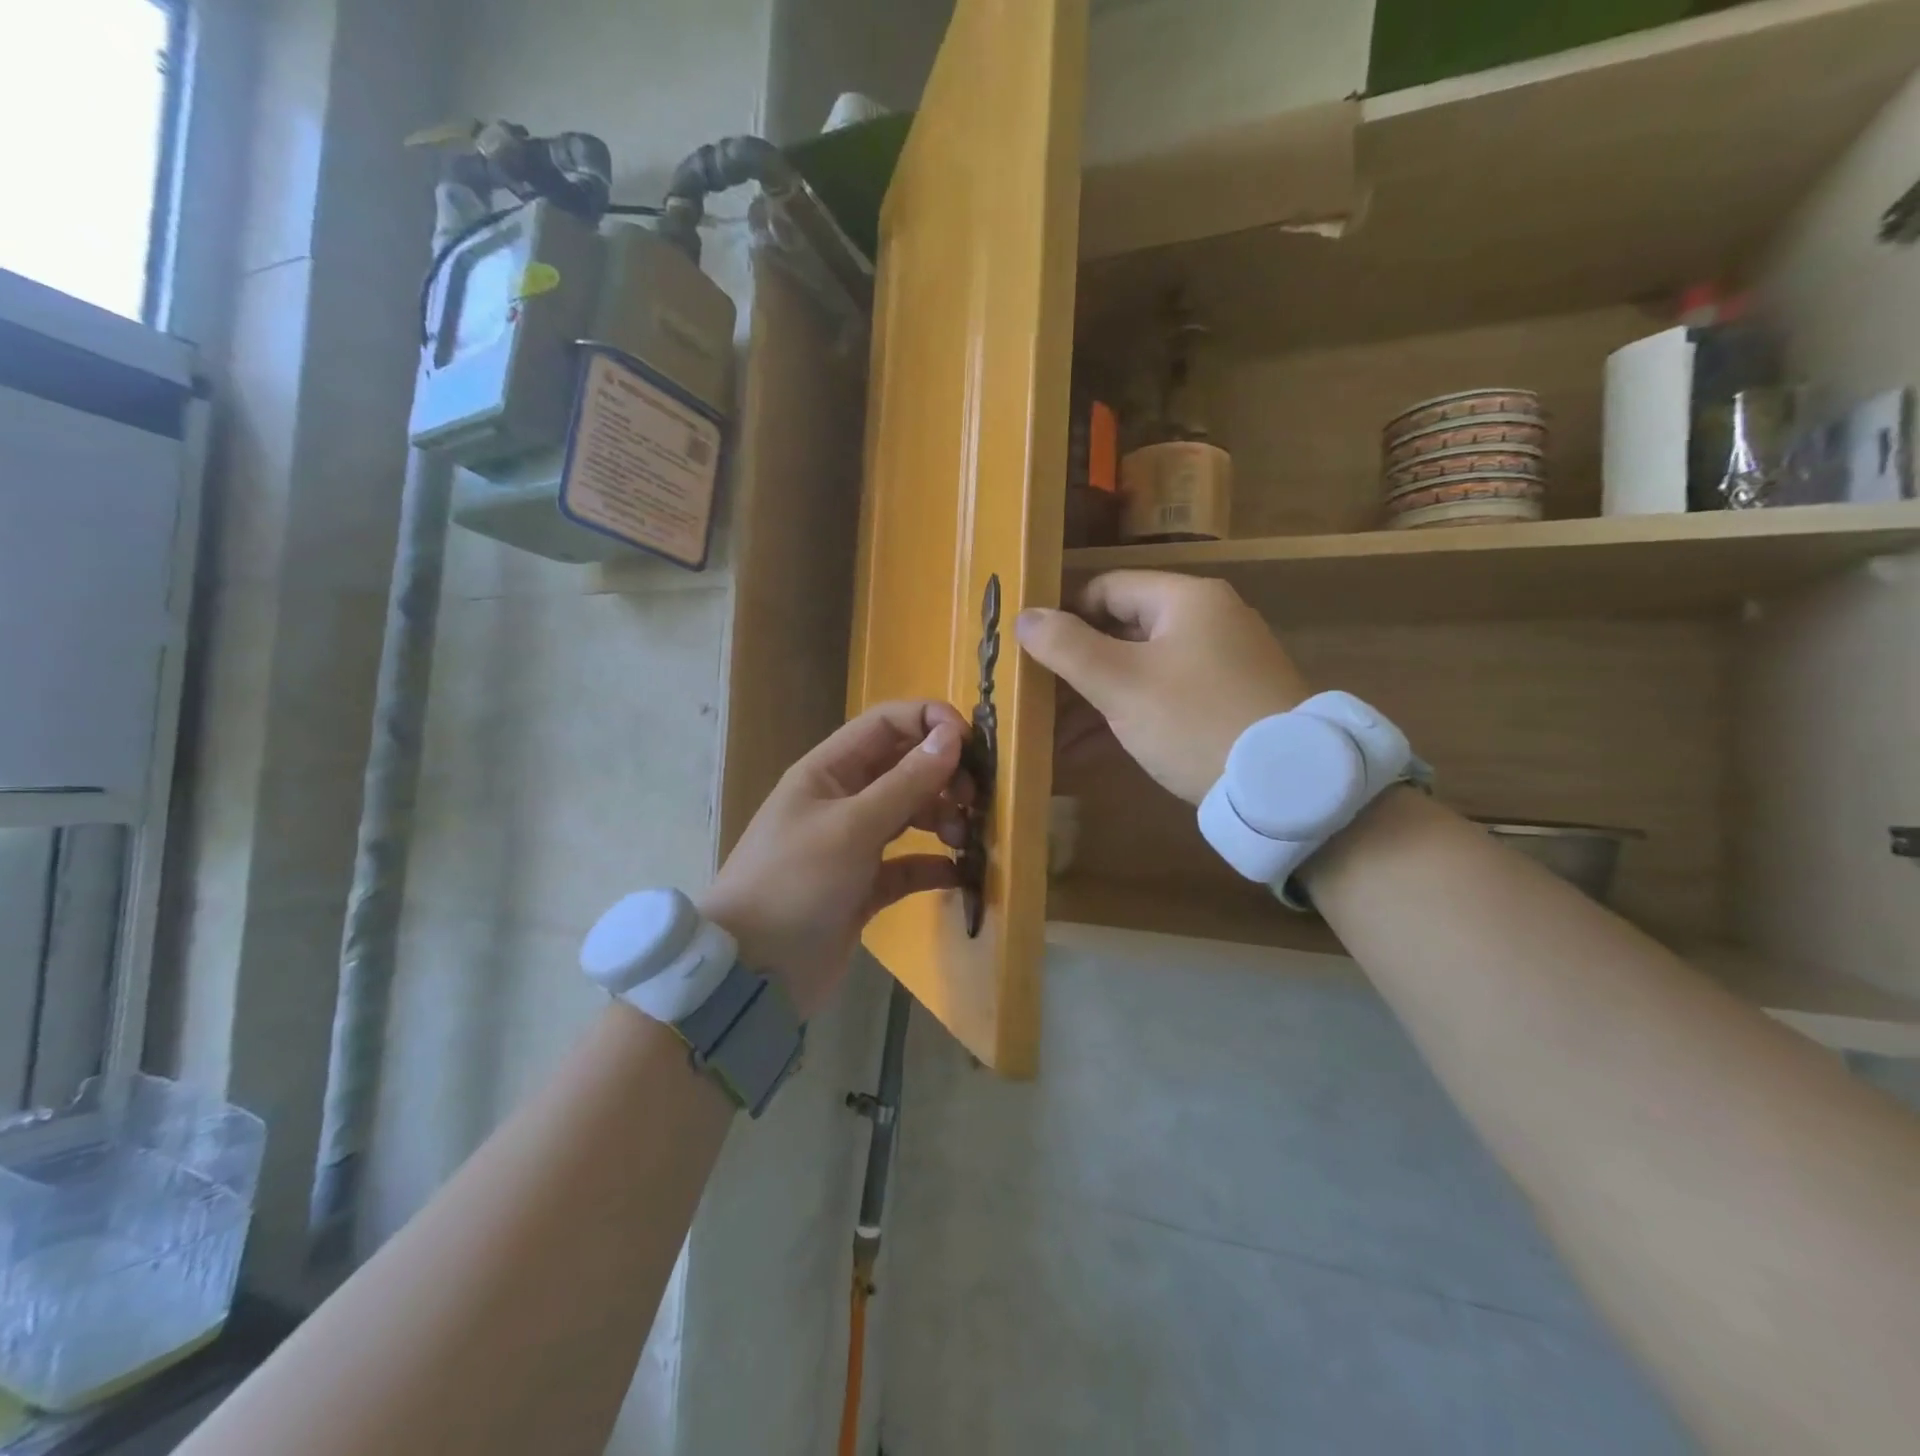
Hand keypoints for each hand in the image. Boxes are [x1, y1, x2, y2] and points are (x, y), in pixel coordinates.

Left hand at [699, 701, 972, 1018]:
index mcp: (828, 771)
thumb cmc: (796, 883)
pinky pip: (908, 865)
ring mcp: (854, 844)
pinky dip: (933, 865)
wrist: (754, 971)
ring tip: (964, 838)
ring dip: (942, 818)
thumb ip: (905, 782)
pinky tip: (956, 874)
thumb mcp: (852, 827)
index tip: (970, 743)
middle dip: (942, 775)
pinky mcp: (864, 887)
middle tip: (974, 799)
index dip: (928, 722)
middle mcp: (842, 800)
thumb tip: (952, 737)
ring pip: (910, 814)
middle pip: (903, 768)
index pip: (885, 724)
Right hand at [1015, 571, 1310, 803]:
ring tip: (1050, 734)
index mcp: (1186, 599)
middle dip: (1074, 667)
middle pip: (1122, 631)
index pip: (1107, 588)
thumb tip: (1023, 616)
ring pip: (1140, 670)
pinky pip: (1162, 697)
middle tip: (1034, 697)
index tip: (1029, 650)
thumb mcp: (1122, 684)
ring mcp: (1220, 664)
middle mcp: (1207, 621)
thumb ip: (1067, 647)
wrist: (1285, 786)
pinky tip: (1085, 750)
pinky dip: (1125, 717)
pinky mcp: (1226, 703)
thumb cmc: (1194, 721)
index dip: (1063, 615)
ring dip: (1093, 700)